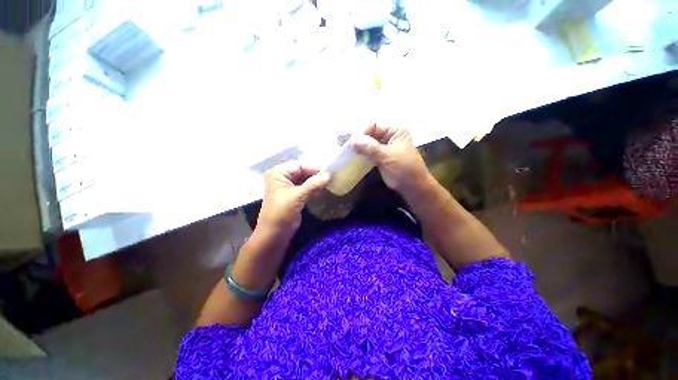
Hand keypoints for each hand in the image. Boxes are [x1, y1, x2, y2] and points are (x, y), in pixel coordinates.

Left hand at [257, 162, 330, 237]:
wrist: (274, 234)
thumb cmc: (282, 212)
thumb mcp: (298, 196)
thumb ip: (314, 184)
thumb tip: (330, 175)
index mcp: (279, 173)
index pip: (300, 165)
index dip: (314, 168)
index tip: (329, 173)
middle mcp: (283, 178)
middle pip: (303, 172)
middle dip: (316, 176)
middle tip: (331, 179)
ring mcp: (289, 188)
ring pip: (306, 181)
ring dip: (316, 183)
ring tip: (330, 184)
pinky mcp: (294, 197)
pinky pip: (306, 189)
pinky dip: (314, 189)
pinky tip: (323, 191)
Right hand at [351, 124, 430, 195]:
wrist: (413, 187)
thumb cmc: (404, 169)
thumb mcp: (387, 156)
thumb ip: (370, 147)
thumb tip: (352, 140)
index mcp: (395, 130)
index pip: (374, 125)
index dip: (363, 132)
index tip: (353, 143)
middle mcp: (390, 136)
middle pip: (370, 133)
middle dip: (360, 140)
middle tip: (349, 148)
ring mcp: (385, 146)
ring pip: (369, 143)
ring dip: (360, 147)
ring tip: (350, 153)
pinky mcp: (381, 156)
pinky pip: (369, 152)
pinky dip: (363, 153)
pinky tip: (356, 157)